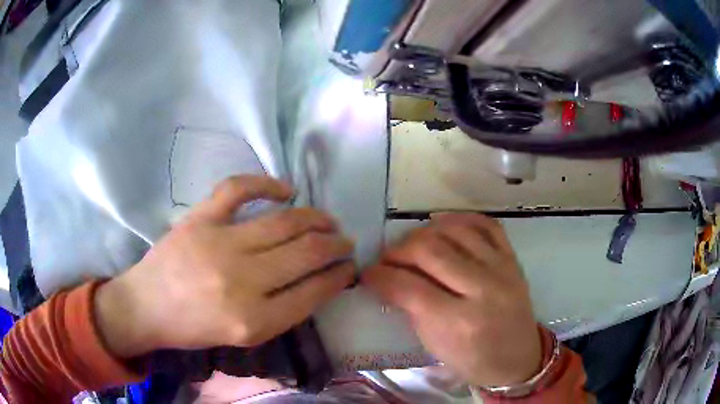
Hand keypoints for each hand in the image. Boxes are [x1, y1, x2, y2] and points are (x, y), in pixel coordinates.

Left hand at [94, 175, 354, 357]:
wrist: (146, 307)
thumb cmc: (194, 328)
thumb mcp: (244, 336)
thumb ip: (283, 311)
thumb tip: (318, 281)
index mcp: (254, 321)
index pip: (313, 292)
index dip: (338, 277)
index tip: (349, 268)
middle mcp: (241, 282)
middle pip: (306, 253)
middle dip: (336, 246)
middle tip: (346, 242)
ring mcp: (219, 243)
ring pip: (284, 222)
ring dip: (316, 219)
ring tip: (329, 220)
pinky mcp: (200, 218)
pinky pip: (239, 189)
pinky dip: (267, 184)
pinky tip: (286, 190)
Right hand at [363, 214, 541, 387]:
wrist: (518, 358)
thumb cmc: (473, 361)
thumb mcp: (435, 346)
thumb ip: (413, 310)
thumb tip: (390, 280)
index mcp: (460, 322)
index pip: (410, 288)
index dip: (381, 276)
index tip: (368, 273)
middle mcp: (483, 289)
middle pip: (431, 251)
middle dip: (399, 250)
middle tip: (387, 257)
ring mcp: (502, 269)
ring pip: (456, 231)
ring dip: (424, 232)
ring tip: (412, 243)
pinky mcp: (513, 259)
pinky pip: (487, 225)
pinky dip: (461, 219)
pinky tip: (443, 225)